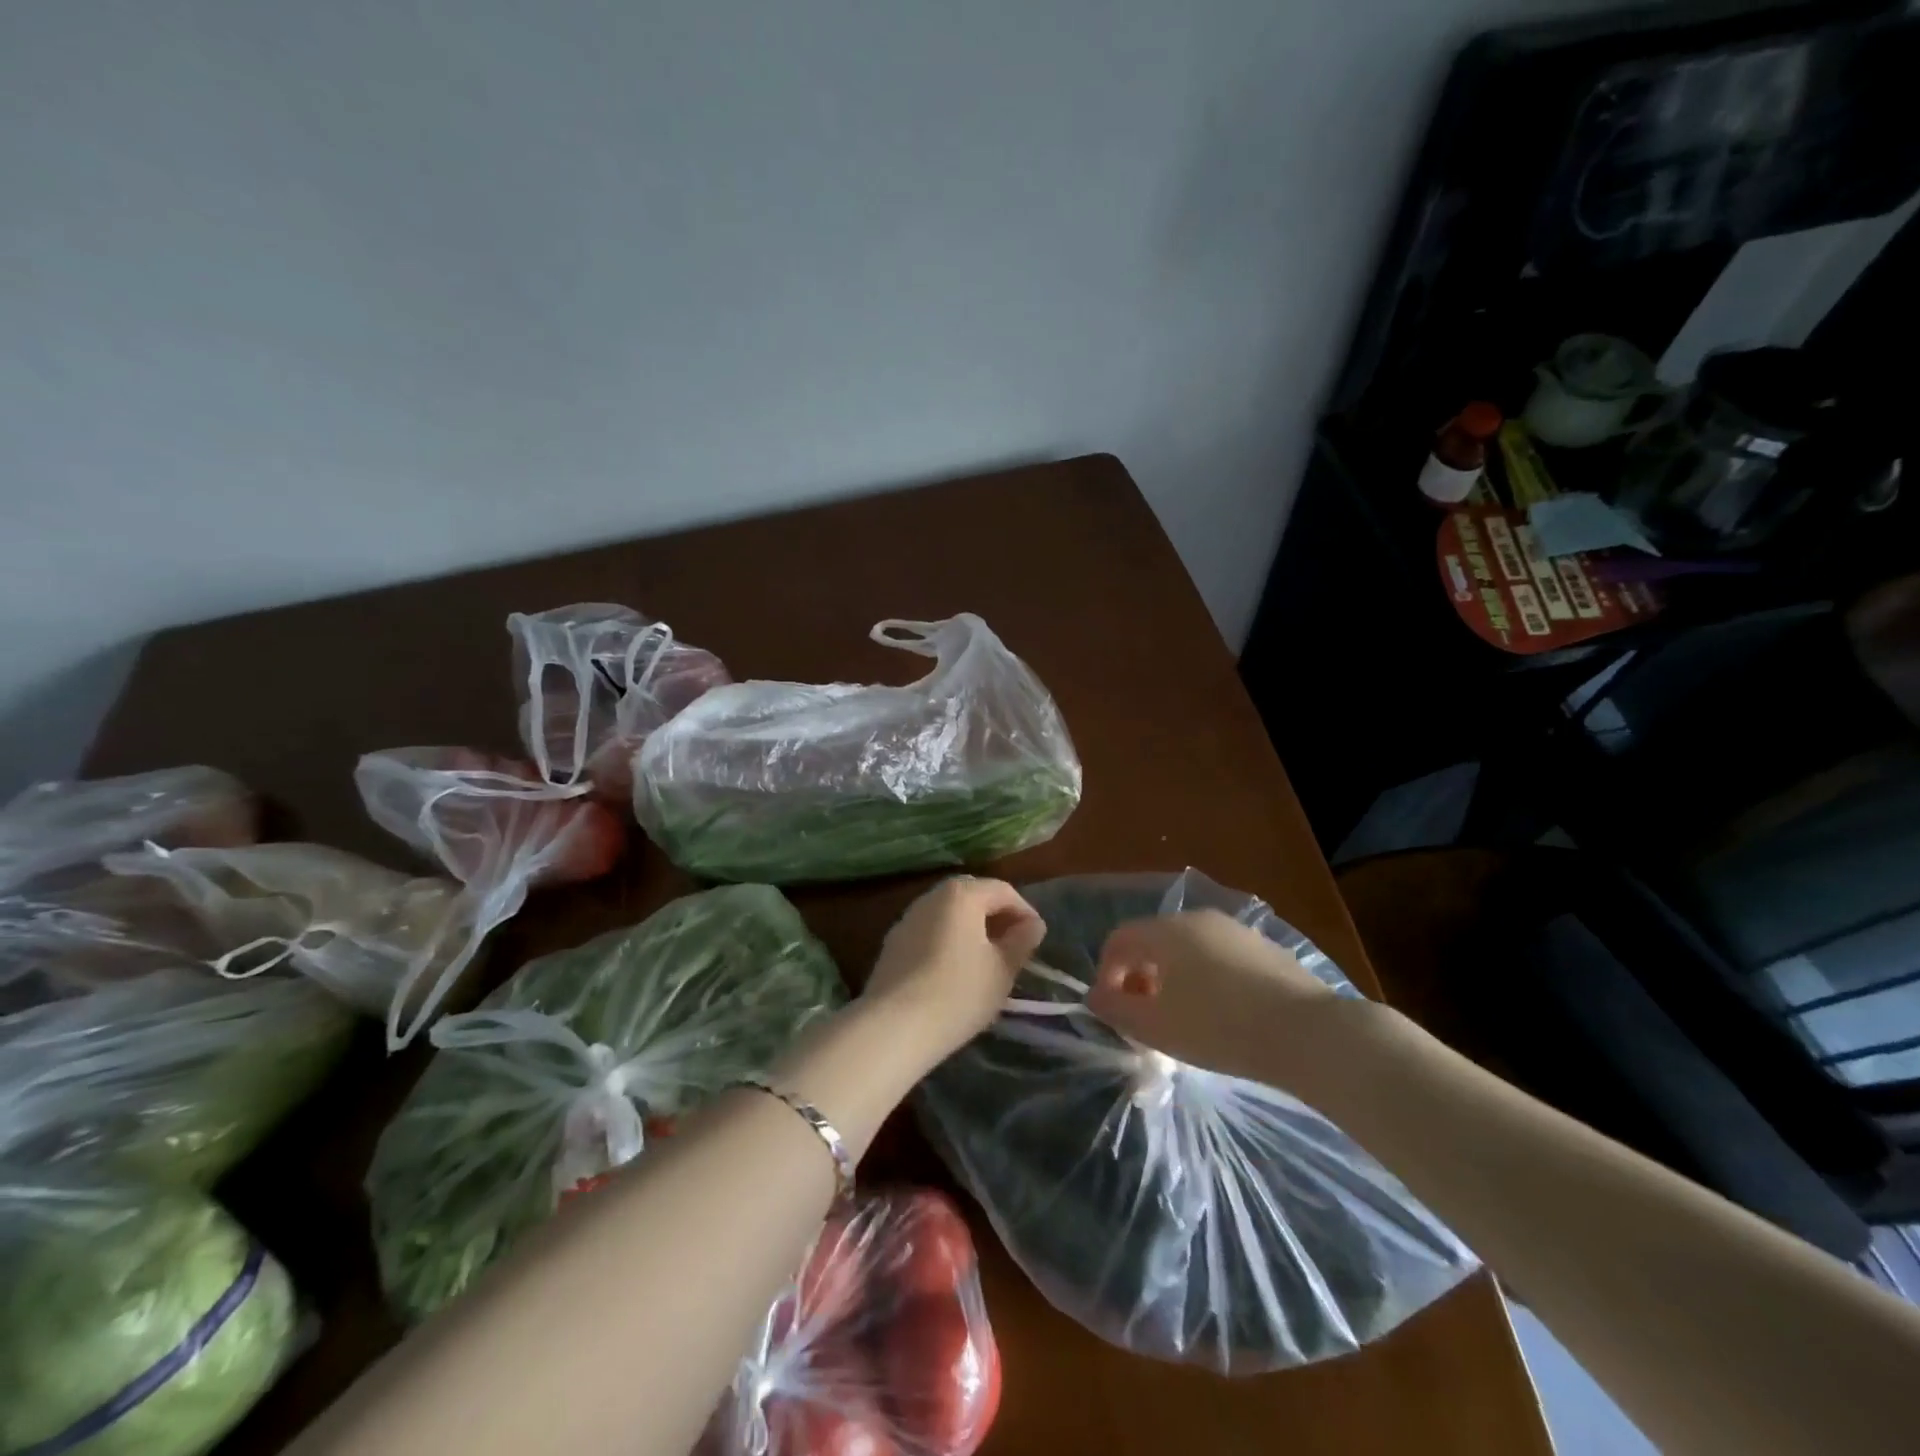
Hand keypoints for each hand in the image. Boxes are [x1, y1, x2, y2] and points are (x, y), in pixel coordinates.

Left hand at [865, 877, 1045, 1061]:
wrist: (894, 1026)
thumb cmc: (959, 993)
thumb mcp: (1002, 970)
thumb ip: (1021, 941)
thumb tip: (1032, 925)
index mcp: (962, 894)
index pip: (1003, 891)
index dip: (1025, 912)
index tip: (1037, 939)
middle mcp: (932, 896)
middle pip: (973, 896)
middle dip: (996, 916)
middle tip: (1013, 946)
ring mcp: (907, 918)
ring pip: (948, 914)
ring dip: (971, 929)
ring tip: (987, 960)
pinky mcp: (893, 943)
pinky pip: (930, 932)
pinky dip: (948, 941)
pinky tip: (954, 971)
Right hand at [1088, 910, 1342, 1085]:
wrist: (1308, 1033)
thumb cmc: (1219, 1028)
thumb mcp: (1155, 1027)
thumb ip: (1116, 1008)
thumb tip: (1096, 996)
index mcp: (1166, 931)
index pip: (1119, 939)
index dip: (1107, 972)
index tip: (1114, 1009)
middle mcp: (1197, 919)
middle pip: (1153, 940)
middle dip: (1140, 976)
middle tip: (1146, 1016)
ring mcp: (1235, 930)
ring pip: (1187, 948)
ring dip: (1173, 977)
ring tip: (1184, 1017)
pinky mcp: (1265, 947)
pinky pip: (1219, 957)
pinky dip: (1206, 978)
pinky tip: (1223, 1014)